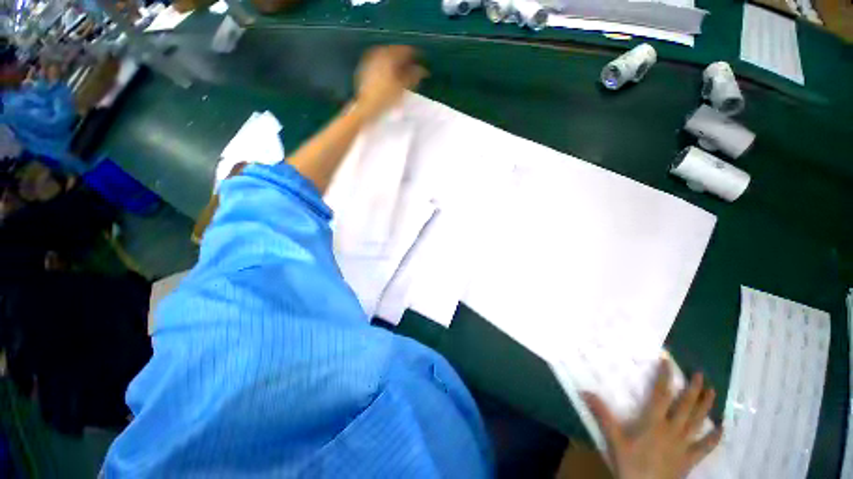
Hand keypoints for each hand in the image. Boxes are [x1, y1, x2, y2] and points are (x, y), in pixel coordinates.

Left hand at [354, 45, 426, 121]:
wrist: (366, 107)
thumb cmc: (386, 97)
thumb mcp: (403, 87)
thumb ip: (414, 76)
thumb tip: (423, 70)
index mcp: (388, 55)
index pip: (405, 50)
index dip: (416, 55)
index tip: (423, 60)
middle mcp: (379, 53)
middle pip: (395, 52)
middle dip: (405, 58)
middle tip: (414, 67)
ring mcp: (370, 60)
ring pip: (387, 57)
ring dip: (396, 63)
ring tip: (403, 72)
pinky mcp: (365, 69)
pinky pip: (380, 63)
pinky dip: (388, 67)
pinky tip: (391, 76)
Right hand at [584, 360, 722, 478]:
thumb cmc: (630, 463)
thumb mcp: (613, 438)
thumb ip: (602, 414)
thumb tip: (584, 391)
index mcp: (654, 422)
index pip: (662, 394)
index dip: (665, 376)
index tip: (667, 360)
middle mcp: (673, 430)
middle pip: (686, 406)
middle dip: (693, 389)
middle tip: (700, 374)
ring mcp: (685, 445)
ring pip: (698, 422)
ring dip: (706, 406)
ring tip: (713, 391)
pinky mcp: (690, 459)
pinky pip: (706, 446)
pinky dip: (715, 436)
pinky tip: (722, 428)